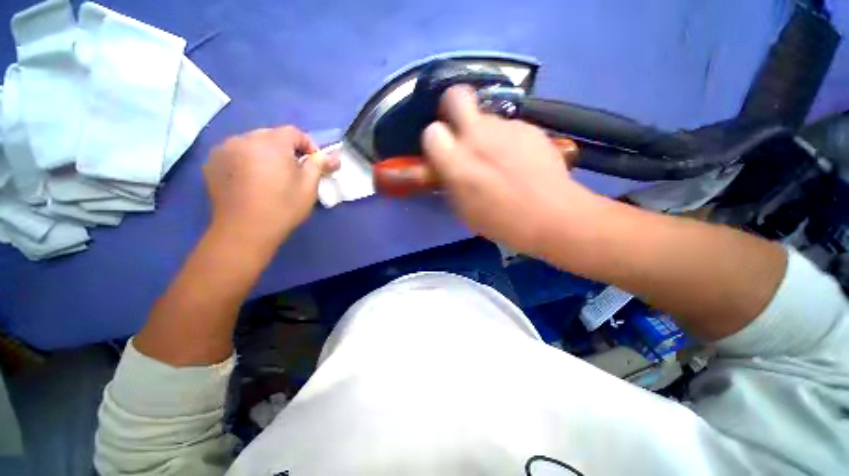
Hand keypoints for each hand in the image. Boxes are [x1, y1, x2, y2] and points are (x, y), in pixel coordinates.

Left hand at [204, 126, 338, 252]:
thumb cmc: (283, 207)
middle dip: (286, 150)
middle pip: (272, 136)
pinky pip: (235, 153)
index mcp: (271, 143)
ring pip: (252, 144)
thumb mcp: (308, 186)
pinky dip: (247, 160)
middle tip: (294, 171)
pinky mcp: (212, 163)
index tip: (314, 164)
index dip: (308, 146)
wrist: (245, 231)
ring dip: (266, 154)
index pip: (294, 132)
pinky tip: (251, 179)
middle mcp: (244, 139)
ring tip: (271, 176)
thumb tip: (333, 156)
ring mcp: (224, 150)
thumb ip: (319, 165)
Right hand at [421, 86, 597, 255]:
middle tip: (460, 129)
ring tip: (498, 156)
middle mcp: (478, 136)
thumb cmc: (501, 221)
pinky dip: (508, 139)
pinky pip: (510, 126)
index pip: (431, 132)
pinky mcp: (530, 127)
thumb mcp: (464, 208)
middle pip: (456, 96)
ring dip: (485, 131)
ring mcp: (506, 127)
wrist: (551, 215)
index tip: (442, 152)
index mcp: (456, 161)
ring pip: (486, 116)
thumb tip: (448, 167)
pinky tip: (519, 158)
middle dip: (452, 107)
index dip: (435, 141)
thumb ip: (451, 180)